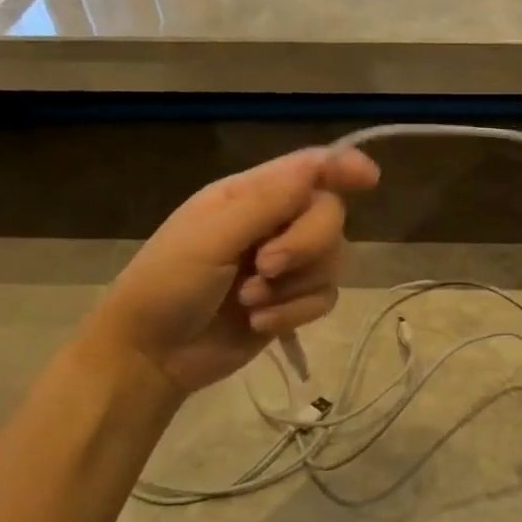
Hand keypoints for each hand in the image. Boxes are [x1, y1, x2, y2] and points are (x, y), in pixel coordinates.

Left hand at [91, 147, 378, 394]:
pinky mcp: (293, 302)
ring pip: (333, 260)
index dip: (342, 167)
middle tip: (265, 267)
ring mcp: (286, 265)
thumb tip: (316, 165)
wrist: (152, 357)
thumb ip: (265, 203)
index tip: (369, 178)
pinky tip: (258, 324)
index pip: (308, 169)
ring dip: (294, 286)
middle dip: (305, 244)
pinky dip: (294, 313)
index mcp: (248, 195)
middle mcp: (274, 223)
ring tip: (250, 302)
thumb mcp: (209, 238)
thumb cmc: (166, 286)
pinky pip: (325, 297)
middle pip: (329, 216)